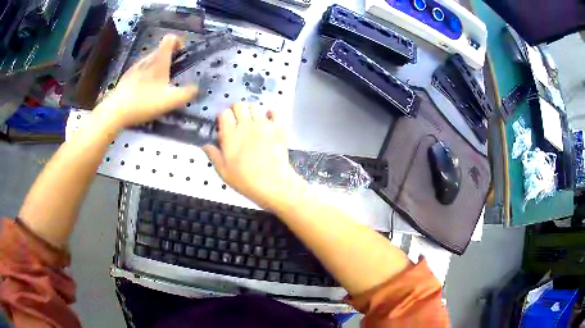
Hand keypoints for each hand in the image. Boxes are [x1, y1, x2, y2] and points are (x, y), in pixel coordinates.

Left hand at [96, 34, 197, 127]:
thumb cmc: (144, 102)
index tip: (180, 55)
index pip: (170, 38)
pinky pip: (139, 71)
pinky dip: (144, 77)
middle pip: (160, 50)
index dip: (178, 42)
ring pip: (149, 61)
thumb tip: (196, 89)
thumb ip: (187, 93)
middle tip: (171, 76)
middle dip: (168, 59)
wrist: (116, 111)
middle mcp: (146, 59)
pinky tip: (143, 93)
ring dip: (156, 68)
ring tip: (156, 86)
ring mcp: (134, 68)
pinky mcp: (126, 77)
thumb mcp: (171, 100)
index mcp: (159, 60)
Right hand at [203, 103, 304, 210]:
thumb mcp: (224, 172)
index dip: (223, 117)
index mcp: (230, 135)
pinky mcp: (278, 128)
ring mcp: (264, 125)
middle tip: (237, 120)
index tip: (224, 124)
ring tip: (252, 119)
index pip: (224, 114)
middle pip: (239, 105)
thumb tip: (205, 144)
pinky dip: (271, 113)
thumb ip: (214, 155)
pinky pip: (275, 112)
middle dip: (236, 110)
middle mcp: (246, 125)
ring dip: (251, 110)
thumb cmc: (246, 180)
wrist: (273, 184)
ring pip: (255, 106)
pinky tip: (269, 119)